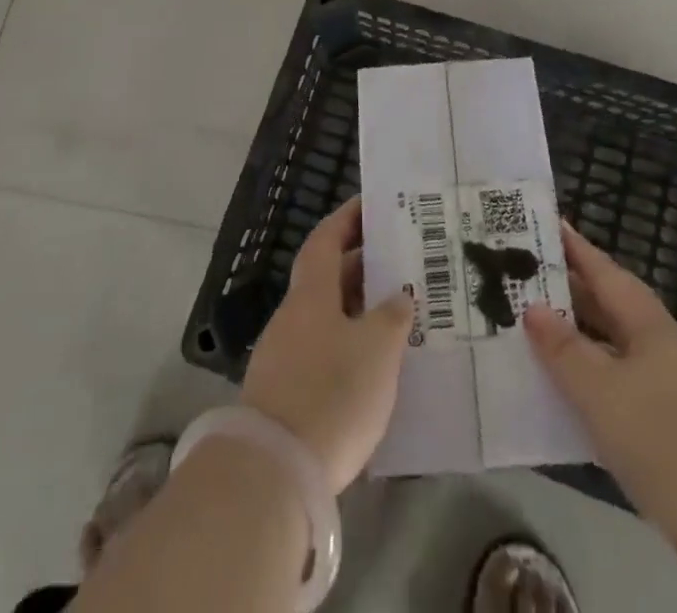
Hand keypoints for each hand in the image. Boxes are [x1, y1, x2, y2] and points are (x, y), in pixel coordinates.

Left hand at [242, 197, 413, 493]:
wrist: (275, 473)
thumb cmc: (332, 393)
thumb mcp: (377, 348)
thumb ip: (392, 316)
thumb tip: (397, 297)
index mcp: (311, 293)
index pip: (326, 239)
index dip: (347, 218)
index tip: (372, 204)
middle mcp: (294, 316)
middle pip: (328, 278)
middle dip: (362, 266)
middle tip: (401, 261)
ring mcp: (286, 356)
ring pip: (328, 317)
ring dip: (358, 310)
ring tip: (398, 312)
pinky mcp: (287, 395)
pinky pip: (324, 352)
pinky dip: (350, 346)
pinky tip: (375, 364)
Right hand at [523, 221, 676, 530]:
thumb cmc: (665, 440)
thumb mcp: (602, 393)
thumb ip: (565, 350)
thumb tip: (533, 306)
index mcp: (650, 325)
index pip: (606, 273)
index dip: (576, 248)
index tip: (549, 223)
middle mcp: (664, 346)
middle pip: (611, 308)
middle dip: (572, 292)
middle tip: (526, 276)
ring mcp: (674, 388)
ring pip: (617, 349)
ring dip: (581, 338)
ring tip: (538, 330)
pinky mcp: (676, 429)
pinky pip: (624, 386)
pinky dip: (595, 380)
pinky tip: (571, 394)